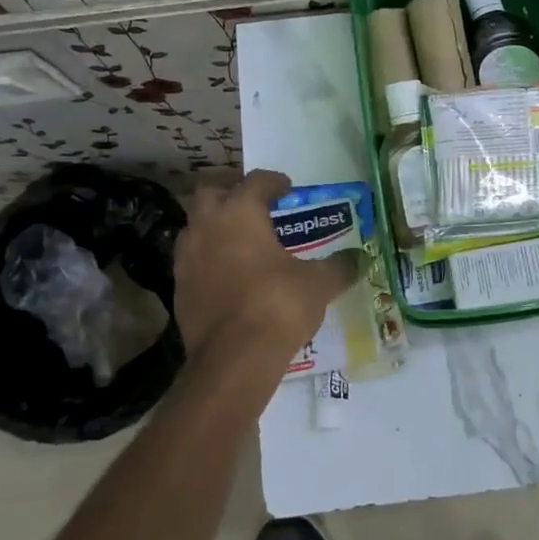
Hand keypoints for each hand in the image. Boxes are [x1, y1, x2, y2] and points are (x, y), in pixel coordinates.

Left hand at [173, 169, 360, 365]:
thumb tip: (359, 259)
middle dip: (232, 194)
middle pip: (211, 193)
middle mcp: (207, 227)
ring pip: (196, 227)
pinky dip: (209, 260)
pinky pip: (192, 261)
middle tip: (256, 208)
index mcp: (240, 213)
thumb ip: (339, 266)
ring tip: (241, 242)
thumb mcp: (318, 283)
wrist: (233, 359)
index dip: (274, 181)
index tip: (287, 189)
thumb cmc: (278, 305)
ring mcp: (186, 258)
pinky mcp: (179, 289)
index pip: (256, 181)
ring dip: (215, 227)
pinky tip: (229, 276)